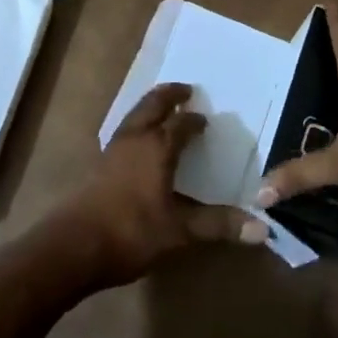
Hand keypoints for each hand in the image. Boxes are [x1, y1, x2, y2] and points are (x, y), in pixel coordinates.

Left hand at [55, 83, 267, 288]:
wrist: (73, 247)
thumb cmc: (131, 232)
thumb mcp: (180, 232)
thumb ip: (218, 225)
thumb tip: (264, 228)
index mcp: (158, 146)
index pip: (182, 123)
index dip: (195, 121)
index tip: (206, 122)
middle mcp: (136, 138)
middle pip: (154, 104)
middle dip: (170, 95)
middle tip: (185, 90)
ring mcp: (113, 149)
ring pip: (135, 114)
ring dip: (151, 106)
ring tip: (163, 108)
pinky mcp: (98, 164)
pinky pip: (124, 130)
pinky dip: (137, 124)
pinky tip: (139, 142)